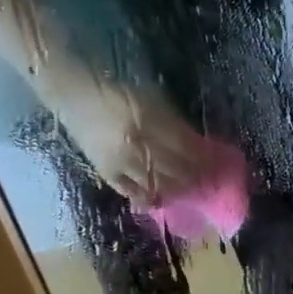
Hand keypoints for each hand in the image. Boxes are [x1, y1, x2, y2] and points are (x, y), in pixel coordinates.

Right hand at [55, 81, 211, 207]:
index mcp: (150, 122)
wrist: (74, 94)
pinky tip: (160, 201)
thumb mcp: (151, 98)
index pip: (185, 149)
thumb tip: (198, 145)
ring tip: (191, 194)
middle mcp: (137, 145)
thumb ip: (174, 123)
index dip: (204, 161)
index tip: (218, 168)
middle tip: (209, 185)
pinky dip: (146, 198)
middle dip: (195, 179)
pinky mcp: (105, 171)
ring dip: (177, 191)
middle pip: (174, 169)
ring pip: (156, 183)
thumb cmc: (117, 92)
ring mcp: (120, 161)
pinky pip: (129, 190)